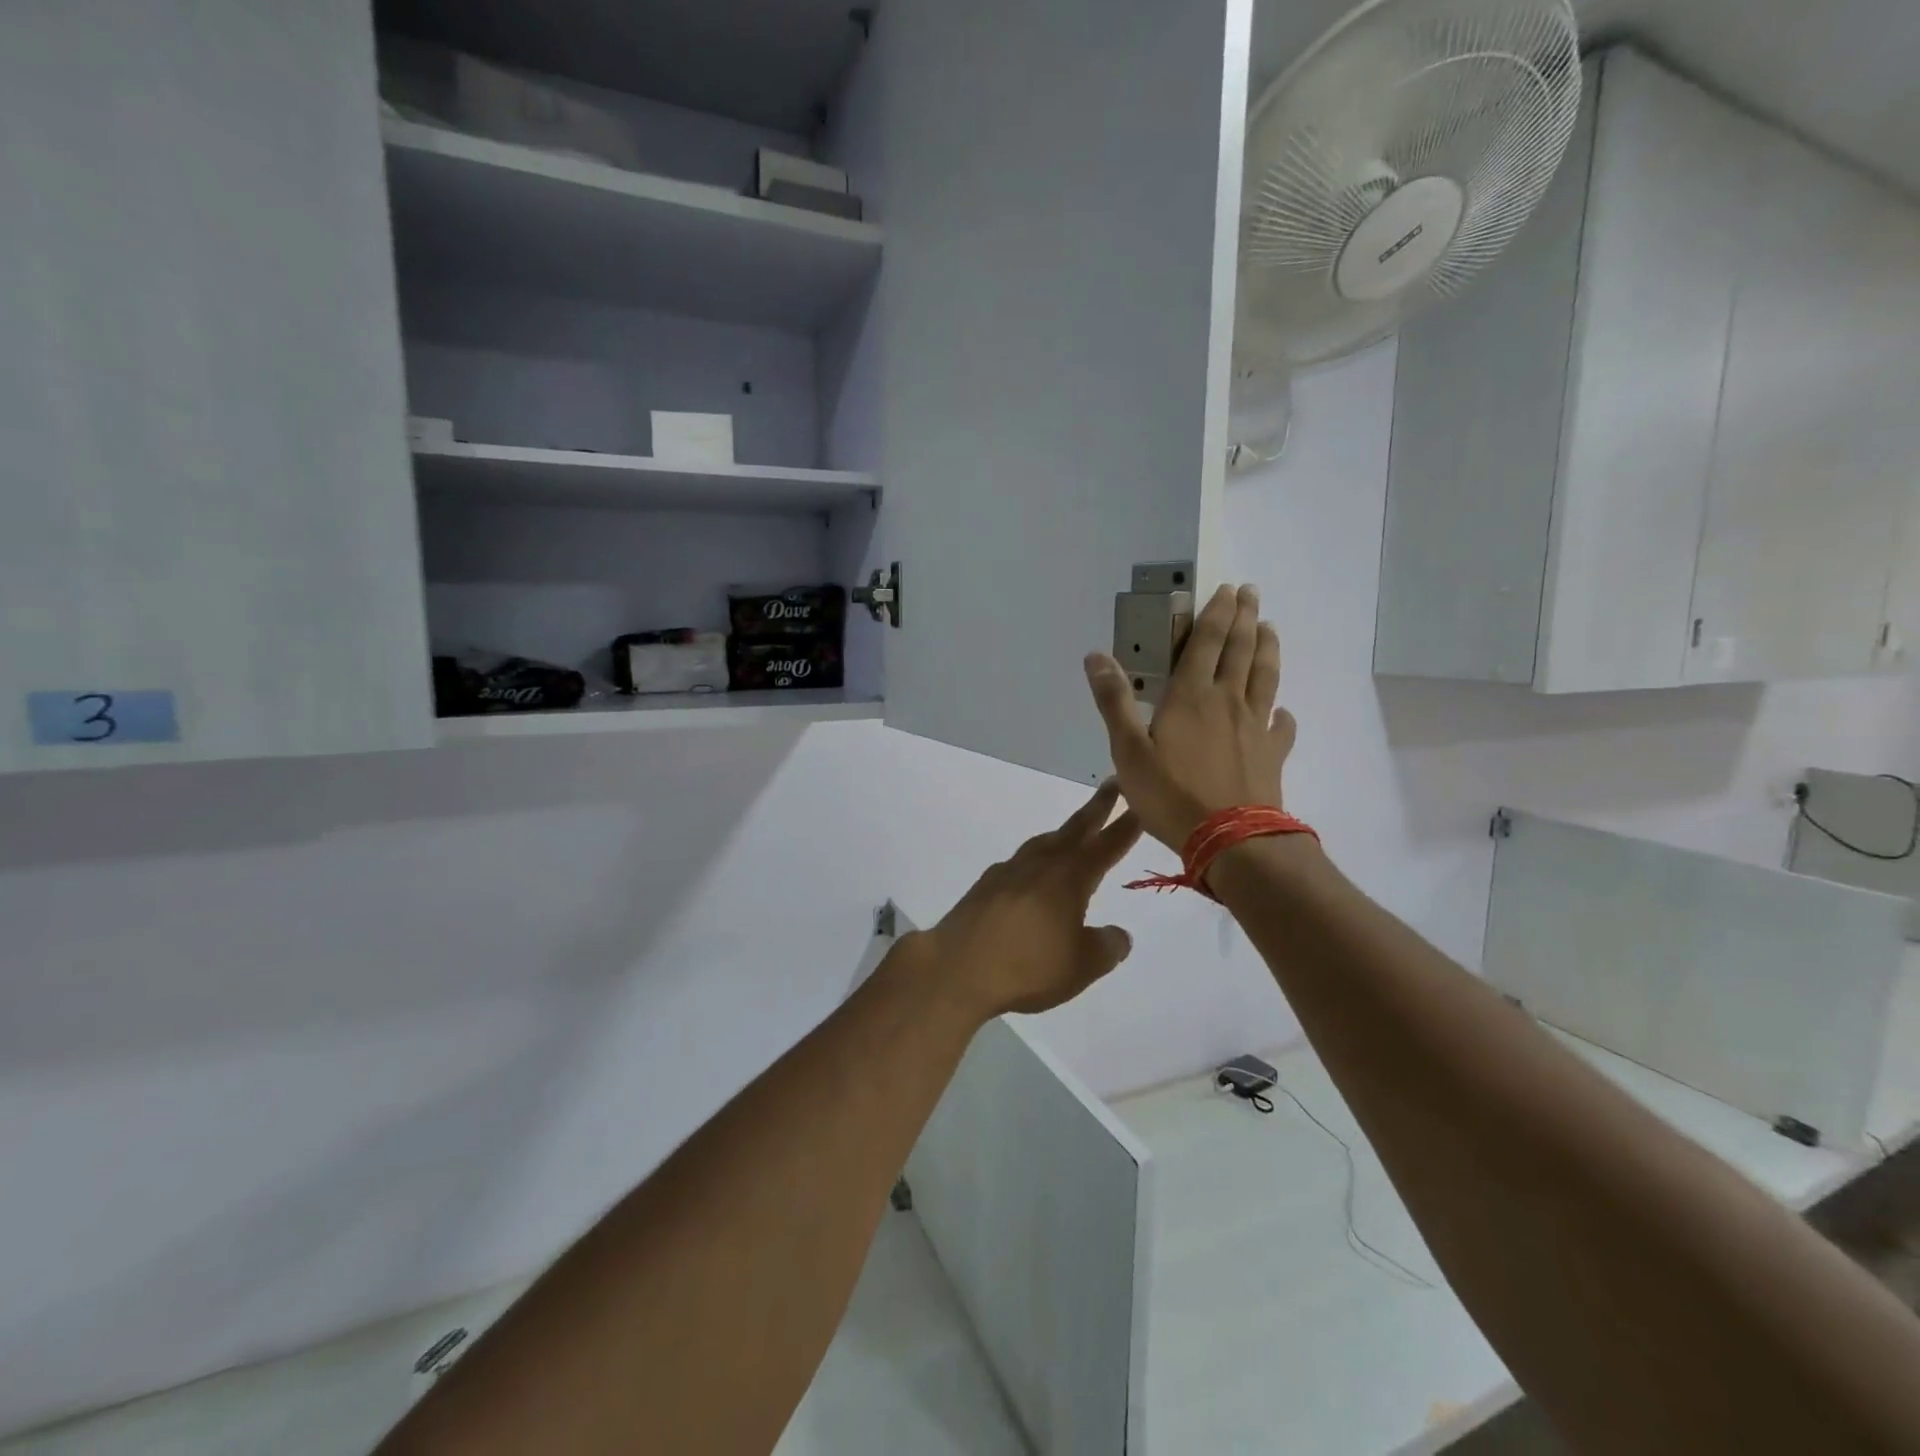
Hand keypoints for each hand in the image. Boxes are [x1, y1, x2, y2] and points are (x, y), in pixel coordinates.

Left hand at [903, 781, 1142, 1020]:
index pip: (1105, 846)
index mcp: (1069, 879)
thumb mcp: (1082, 967)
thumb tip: (1118, 934)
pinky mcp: (985, 886)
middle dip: (1096, 808)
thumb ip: (1107, 947)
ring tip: (1074, 831)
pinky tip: (1032, 872)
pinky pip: (1019, 862)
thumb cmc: (1028, 967)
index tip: (1139, 805)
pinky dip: (1035, 858)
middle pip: (1074, 830)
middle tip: (1112, 785)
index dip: (1125, 827)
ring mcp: (1009, 872)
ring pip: (1044, 842)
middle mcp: (1040, 865)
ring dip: (1064, 832)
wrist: (957, 968)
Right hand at [1083, 583, 1295, 851]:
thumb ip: (1114, 701)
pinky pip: (1282, 725)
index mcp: (1191, 696)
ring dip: (1267, 649)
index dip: (1216, 614)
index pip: (1207, 643)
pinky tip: (1283, 711)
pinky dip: (1283, 713)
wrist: (1230, 839)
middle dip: (1245, 619)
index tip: (1228, 590)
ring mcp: (1255, 727)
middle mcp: (1227, 701)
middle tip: (1251, 594)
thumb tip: (1095, 656)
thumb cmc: (1171, 794)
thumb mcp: (1128, 750)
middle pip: (1241, 650)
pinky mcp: (1272, 754)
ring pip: (1265, 677)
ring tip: (1269, 628)